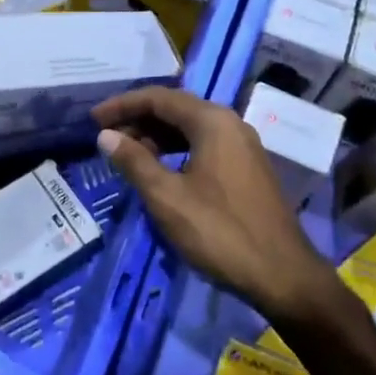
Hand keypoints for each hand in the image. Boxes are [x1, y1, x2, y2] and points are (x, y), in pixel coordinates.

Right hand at [93, 86, 340, 320]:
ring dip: (155, 136)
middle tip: (106, 138)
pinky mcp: (246, 168)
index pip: (158, 98)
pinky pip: (203, 145)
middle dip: (137, 119)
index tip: (92, 120)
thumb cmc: (219, 232)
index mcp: (212, 122)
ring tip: (127, 155)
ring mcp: (242, 146)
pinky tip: (159, 170)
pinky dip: (175, 150)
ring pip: (190, 128)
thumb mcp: (167, 197)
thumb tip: (106, 136)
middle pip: (175, 109)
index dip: (122, 105)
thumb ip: (134, 161)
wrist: (283, 276)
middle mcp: (230, 124)